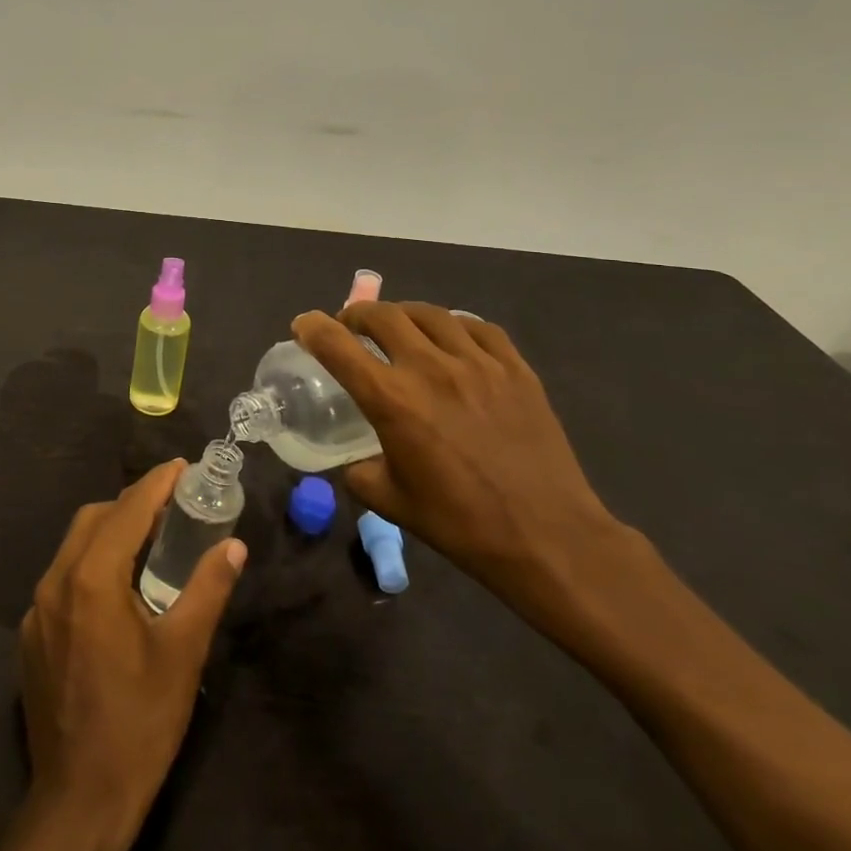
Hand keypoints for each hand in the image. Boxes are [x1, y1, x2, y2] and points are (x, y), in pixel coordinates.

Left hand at [19, 459, 246, 843]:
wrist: (78, 804)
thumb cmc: (139, 723)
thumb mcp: (183, 653)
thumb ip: (207, 589)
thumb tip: (233, 546)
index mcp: (92, 579)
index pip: (127, 510)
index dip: (156, 484)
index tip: (182, 467)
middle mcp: (55, 582)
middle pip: (94, 519)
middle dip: (133, 504)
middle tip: (172, 507)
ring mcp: (36, 610)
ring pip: (74, 546)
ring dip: (110, 531)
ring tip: (150, 541)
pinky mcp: (31, 636)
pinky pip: (62, 578)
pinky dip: (91, 563)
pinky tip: (117, 589)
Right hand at [292, 301, 629, 618]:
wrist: (547, 537)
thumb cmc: (461, 524)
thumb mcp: (392, 502)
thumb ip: (359, 472)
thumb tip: (353, 459)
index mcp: (393, 401)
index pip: (338, 346)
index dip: (313, 327)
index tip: (303, 324)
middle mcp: (431, 369)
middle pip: (383, 315)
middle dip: (357, 315)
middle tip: (351, 327)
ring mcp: (478, 363)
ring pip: (430, 313)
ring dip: (403, 315)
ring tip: (399, 327)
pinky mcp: (515, 368)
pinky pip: (477, 327)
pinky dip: (453, 325)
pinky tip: (451, 338)